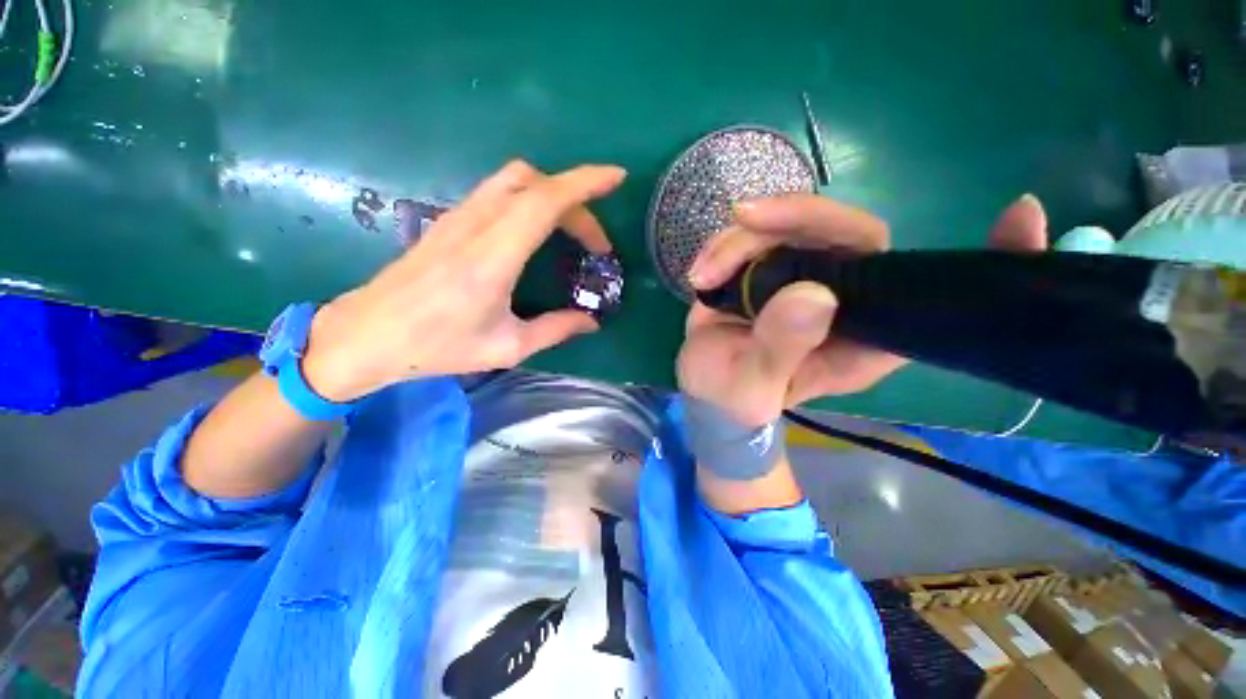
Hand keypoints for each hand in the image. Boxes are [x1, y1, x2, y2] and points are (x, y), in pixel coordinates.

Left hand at [300, 161, 626, 401]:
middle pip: (533, 182)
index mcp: (492, 258)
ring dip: (552, 196)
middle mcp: (475, 226)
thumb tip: (591, 322)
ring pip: (514, 180)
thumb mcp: (506, 347)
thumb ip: (555, 330)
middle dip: (576, 200)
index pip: (543, 201)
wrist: (367, 335)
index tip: (616, 178)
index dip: (584, 183)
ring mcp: (458, 218)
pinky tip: (538, 232)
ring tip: (573, 232)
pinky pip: (499, 192)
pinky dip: (530, 199)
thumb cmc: (437, 347)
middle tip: (595, 242)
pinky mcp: (450, 221)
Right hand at [677, 193, 1048, 424]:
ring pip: (791, 227)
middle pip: (847, 232)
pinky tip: (699, 274)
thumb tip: (813, 294)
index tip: (1022, 215)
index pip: (931, 291)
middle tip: (745, 219)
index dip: (985, 259)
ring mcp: (803, 278)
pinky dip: (724, 247)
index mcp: (863, 337)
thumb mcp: (753, 389)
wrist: (709, 393)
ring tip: (702, 276)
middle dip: (796, 217)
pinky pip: (754, 237)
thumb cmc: (736, 401)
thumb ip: (781, 350)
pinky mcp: (768, 270)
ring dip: (740, 240)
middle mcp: (844, 298)